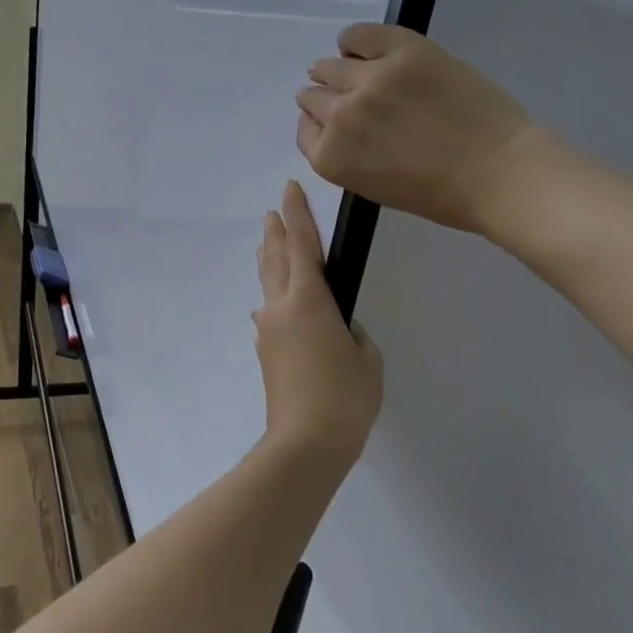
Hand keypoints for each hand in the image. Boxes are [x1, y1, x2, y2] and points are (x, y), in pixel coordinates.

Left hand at [254, 181, 382, 462]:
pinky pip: (269, 314)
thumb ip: (352, 334)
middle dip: (276, 233)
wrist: (305, 443)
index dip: (298, 214)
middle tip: (274, 212)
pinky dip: (273, 297)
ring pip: (267, 285)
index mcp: (308, 300)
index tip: (290, 189)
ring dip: (269, 262)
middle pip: (276, 259)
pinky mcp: (266, 354)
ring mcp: (268, 332)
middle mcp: (280, 308)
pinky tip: (273, 304)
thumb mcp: (366, 359)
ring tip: (267, 245)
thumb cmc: (344, 397)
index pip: (302, 244)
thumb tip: (333, 330)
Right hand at [296, 24, 542, 235]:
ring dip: (333, 70)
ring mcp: (370, 79)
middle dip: (323, 97)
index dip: (318, 124)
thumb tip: (340, 124)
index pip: (306, 130)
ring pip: (331, 66)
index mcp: (331, 157)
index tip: (330, 121)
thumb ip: (347, 155)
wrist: (497, 172)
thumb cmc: (439, 194)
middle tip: (341, 96)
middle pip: (314, 97)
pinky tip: (356, 44)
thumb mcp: (373, 186)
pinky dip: (353, 39)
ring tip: (347, 68)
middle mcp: (340, 116)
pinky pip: (361, 35)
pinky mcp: (403, 51)